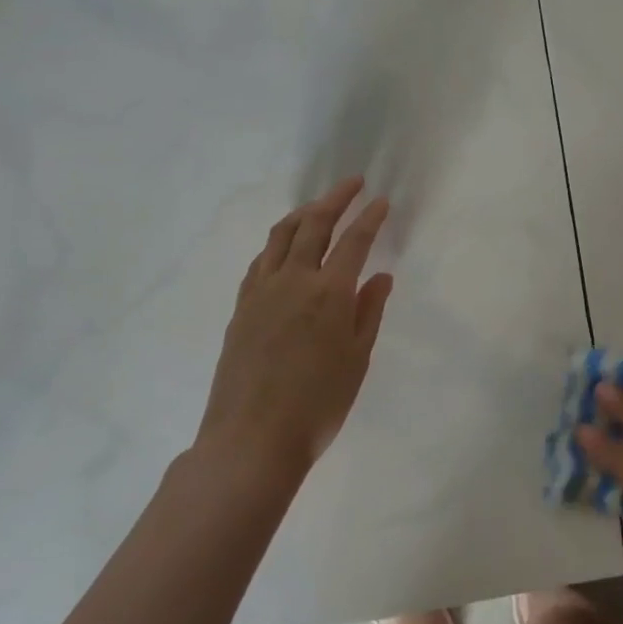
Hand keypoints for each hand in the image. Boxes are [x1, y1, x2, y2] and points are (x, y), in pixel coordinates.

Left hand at [198, 176, 393, 477]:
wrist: (251, 440)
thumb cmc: (318, 405)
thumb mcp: (357, 359)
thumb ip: (369, 311)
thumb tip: (380, 275)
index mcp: (329, 293)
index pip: (354, 241)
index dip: (369, 217)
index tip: (381, 200)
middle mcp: (293, 281)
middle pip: (314, 225)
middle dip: (335, 199)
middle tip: (352, 183)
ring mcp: (261, 292)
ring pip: (281, 236)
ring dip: (302, 213)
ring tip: (318, 205)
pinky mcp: (241, 308)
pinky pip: (260, 261)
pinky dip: (277, 242)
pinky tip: (284, 247)